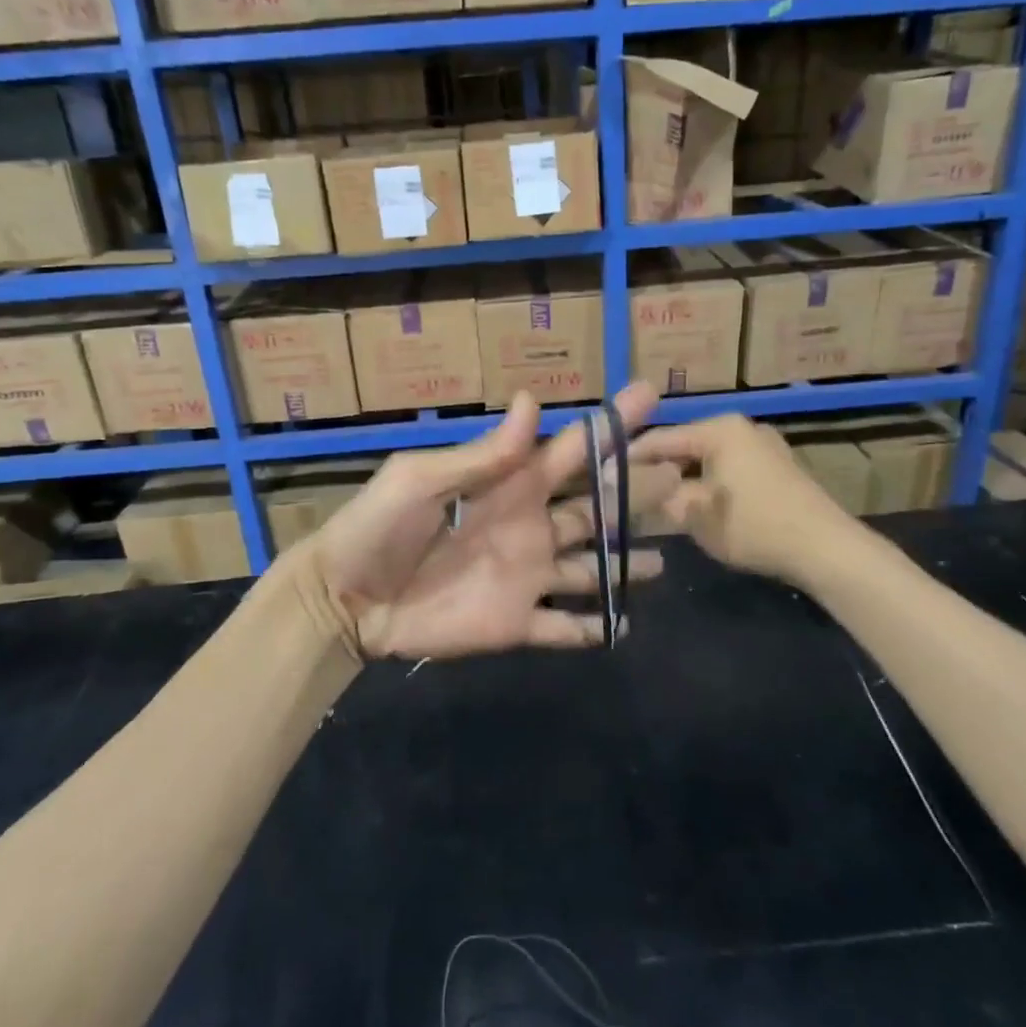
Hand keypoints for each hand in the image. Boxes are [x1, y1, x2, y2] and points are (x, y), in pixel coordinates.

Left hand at [300, 384, 678, 659]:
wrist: (345, 600)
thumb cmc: (377, 528)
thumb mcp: (421, 479)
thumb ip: (482, 454)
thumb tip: (532, 401)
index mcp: (508, 486)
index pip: (570, 451)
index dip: (609, 425)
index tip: (649, 397)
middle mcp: (529, 526)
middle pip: (595, 508)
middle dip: (635, 492)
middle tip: (680, 477)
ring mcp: (526, 577)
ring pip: (591, 567)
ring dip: (625, 564)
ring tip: (664, 561)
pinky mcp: (515, 624)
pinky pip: (563, 627)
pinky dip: (594, 629)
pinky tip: (625, 627)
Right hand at [630, 414, 875, 589]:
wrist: (826, 549)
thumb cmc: (754, 526)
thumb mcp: (695, 515)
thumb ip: (658, 498)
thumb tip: (627, 489)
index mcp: (719, 429)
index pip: (659, 439)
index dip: (628, 460)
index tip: (603, 479)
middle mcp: (741, 427)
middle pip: (683, 446)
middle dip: (657, 471)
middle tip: (629, 496)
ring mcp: (763, 445)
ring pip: (706, 459)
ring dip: (682, 480)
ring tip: (658, 504)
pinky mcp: (777, 467)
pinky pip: (728, 468)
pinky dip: (708, 484)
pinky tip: (696, 507)